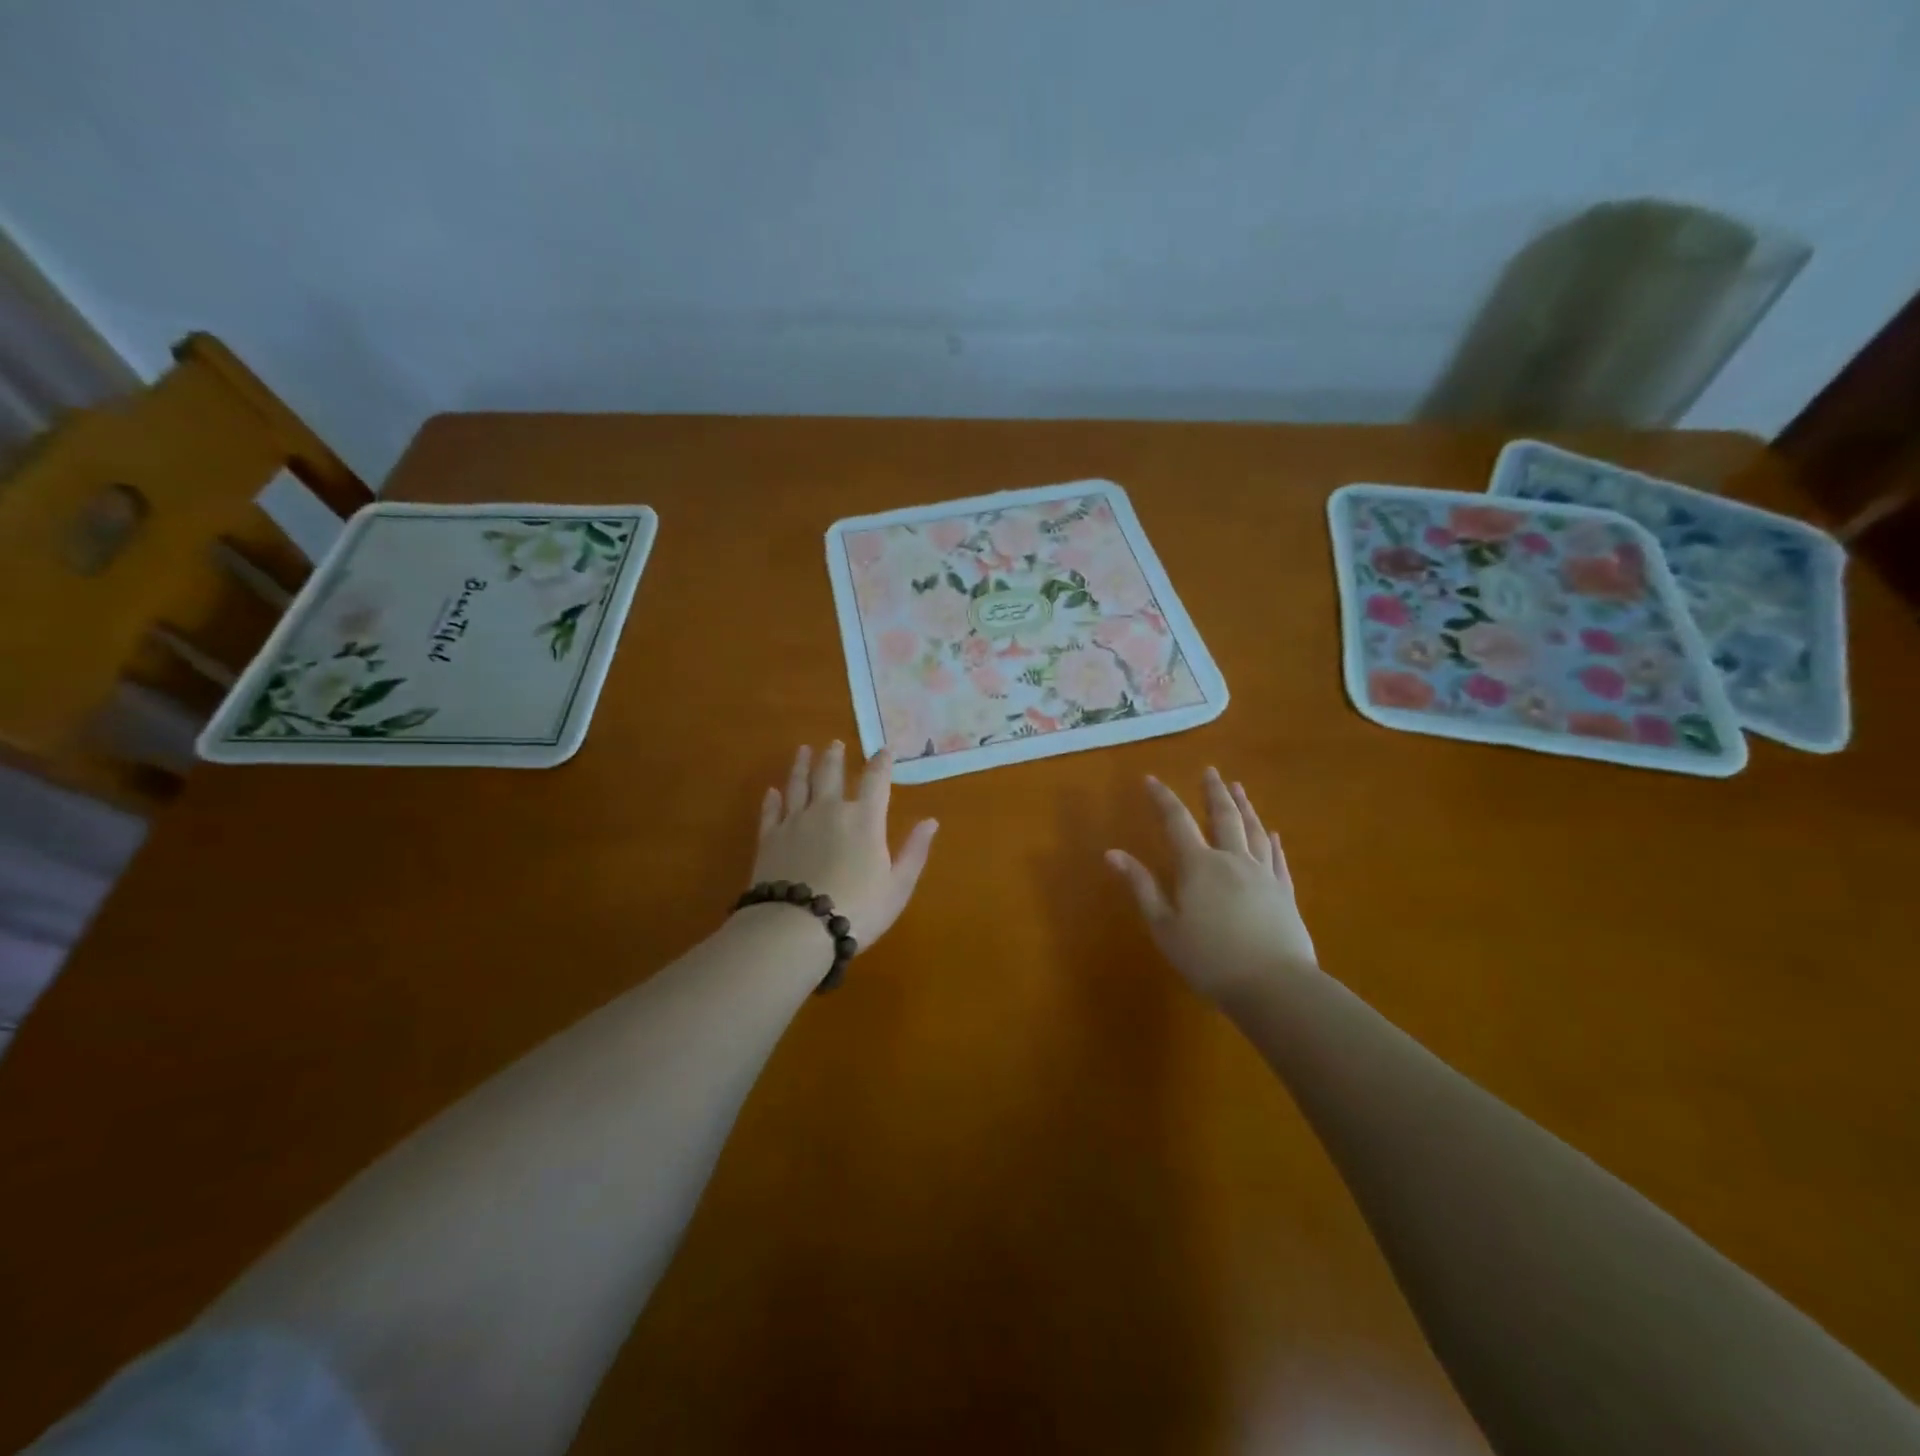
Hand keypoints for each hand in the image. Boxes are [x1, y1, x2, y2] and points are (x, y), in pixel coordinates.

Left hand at [751, 743, 938, 947]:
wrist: (797, 927)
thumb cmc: (858, 909)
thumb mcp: (898, 885)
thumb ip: (914, 851)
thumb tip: (931, 821)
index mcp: (864, 819)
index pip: (876, 781)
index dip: (881, 763)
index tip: (884, 749)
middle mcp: (829, 810)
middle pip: (831, 774)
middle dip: (835, 756)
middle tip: (834, 743)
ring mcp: (795, 821)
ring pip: (798, 784)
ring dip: (802, 765)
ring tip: (804, 750)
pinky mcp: (769, 838)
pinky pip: (771, 811)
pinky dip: (772, 799)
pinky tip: (772, 791)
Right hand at [1106, 768, 1317, 1002]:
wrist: (1274, 986)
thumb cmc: (1210, 959)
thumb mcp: (1164, 926)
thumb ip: (1141, 887)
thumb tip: (1113, 854)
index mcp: (1198, 866)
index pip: (1176, 821)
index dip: (1162, 798)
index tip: (1150, 779)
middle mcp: (1232, 860)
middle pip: (1223, 816)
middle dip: (1213, 791)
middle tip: (1210, 771)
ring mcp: (1263, 874)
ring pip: (1253, 830)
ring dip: (1244, 806)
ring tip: (1238, 788)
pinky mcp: (1284, 892)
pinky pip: (1277, 858)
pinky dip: (1272, 841)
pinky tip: (1273, 833)